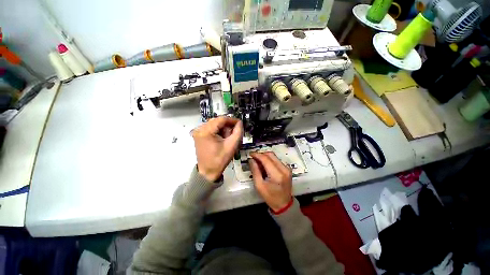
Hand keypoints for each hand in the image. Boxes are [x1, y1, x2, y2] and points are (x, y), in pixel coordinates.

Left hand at [192, 116, 242, 181]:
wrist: (208, 172)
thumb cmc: (219, 160)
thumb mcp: (231, 146)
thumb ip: (237, 132)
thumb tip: (239, 123)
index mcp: (206, 131)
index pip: (221, 119)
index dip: (232, 120)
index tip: (240, 123)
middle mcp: (199, 129)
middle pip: (217, 121)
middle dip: (227, 126)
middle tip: (233, 134)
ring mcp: (198, 132)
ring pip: (214, 124)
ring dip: (223, 129)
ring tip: (227, 138)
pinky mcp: (198, 135)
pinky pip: (210, 128)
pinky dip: (218, 131)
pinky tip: (221, 138)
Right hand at [249, 152, 292, 211]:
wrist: (284, 204)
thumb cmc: (270, 197)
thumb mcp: (259, 185)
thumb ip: (255, 171)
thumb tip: (251, 160)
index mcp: (277, 174)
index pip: (266, 159)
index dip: (257, 155)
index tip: (250, 154)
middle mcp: (284, 169)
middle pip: (271, 155)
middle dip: (260, 154)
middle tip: (253, 158)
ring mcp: (287, 168)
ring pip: (273, 156)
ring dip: (265, 157)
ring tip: (258, 162)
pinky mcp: (287, 168)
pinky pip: (276, 160)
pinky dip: (269, 160)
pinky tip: (264, 166)